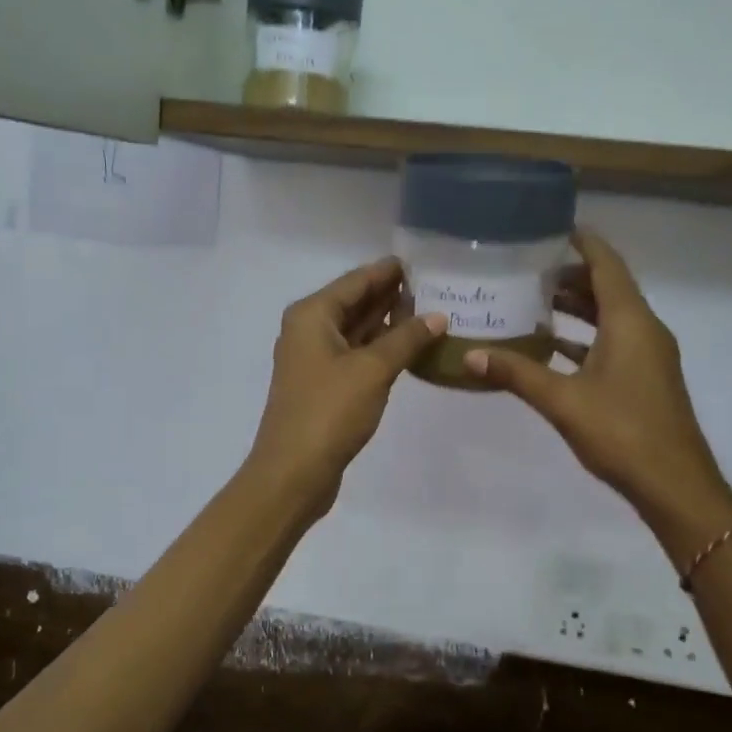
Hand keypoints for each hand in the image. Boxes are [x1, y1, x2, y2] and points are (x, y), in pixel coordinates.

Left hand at [246, 258, 446, 516]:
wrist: (293, 472)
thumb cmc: (329, 411)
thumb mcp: (373, 370)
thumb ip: (406, 338)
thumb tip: (438, 316)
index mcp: (312, 315)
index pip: (356, 281)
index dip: (388, 271)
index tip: (421, 260)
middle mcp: (308, 330)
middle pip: (354, 302)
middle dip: (390, 295)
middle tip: (434, 285)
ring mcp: (314, 359)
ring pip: (356, 330)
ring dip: (387, 322)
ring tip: (428, 311)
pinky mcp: (323, 385)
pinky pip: (355, 354)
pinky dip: (379, 348)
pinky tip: (408, 347)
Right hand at [464, 228, 731, 549]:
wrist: (674, 485)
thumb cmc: (622, 432)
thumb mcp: (562, 400)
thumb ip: (516, 373)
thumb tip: (469, 355)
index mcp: (631, 321)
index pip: (607, 265)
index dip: (583, 243)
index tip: (552, 229)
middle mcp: (645, 329)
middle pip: (608, 288)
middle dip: (571, 277)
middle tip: (528, 271)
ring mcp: (649, 355)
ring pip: (611, 316)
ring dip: (578, 308)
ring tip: (535, 302)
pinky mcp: (646, 378)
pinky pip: (614, 342)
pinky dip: (585, 337)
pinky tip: (553, 347)